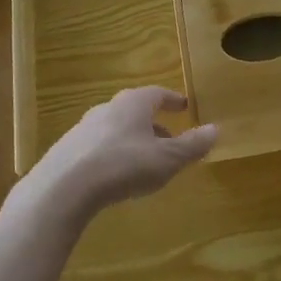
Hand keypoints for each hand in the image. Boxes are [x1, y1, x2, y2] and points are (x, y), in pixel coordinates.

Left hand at [28, 87, 217, 216]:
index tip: (183, 105)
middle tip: (169, 137)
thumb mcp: (167, 159)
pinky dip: (113, 154)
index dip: (172, 100)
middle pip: (135, 110)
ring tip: (145, 160)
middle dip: (154, 123)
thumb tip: (216, 129)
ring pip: (116, 128)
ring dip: (133, 139)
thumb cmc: (124, 165)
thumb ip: (192, 145)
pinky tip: (116, 175)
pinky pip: (98, 146)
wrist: (65, 186)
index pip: (158, 94)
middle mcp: (108, 108)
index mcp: (133, 103)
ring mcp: (84, 128)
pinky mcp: (67, 150)